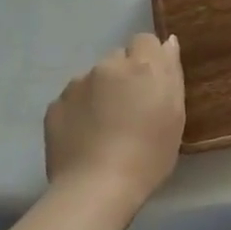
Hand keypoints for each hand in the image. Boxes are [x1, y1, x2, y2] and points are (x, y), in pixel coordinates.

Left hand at [44, 34, 185, 215]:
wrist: (96, 188)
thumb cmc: (148, 155)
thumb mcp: (176, 116)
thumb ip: (171, 74)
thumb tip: (168, 43)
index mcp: (142, 66)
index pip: (145, 41)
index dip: (148, 59)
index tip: (151, 85)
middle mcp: (108, 66)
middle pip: (118, 59)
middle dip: (124, 76)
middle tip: (129, 109)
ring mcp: (77, 84)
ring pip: (93, 79)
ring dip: (100, 93)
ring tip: (103, 128)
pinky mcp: (54, 106)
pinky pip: (72, 100)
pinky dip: (79, 112)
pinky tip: (84, 138)